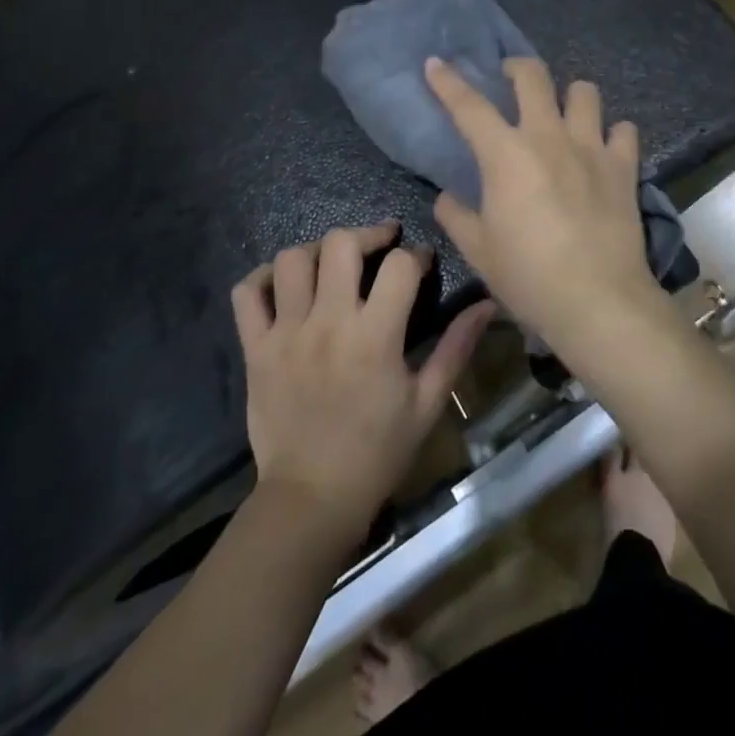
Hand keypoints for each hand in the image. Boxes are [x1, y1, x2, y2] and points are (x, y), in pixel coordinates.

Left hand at [231, 224, 492, 543]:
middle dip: (367, 235)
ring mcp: (286, 333)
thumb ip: (456, 347)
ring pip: (293, 259)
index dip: (416, 255)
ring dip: (317, 251)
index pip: (398, 265)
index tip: (422, 263)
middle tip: (380, 246)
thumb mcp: (427, 402)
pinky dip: (263, 277)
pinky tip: (286, 284)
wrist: (310, 500)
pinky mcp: (255, 350)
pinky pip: (247, 293)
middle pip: (341, 243)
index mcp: (374, 336)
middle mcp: (328, 323)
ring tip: (333, 264)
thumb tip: (487, 304)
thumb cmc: (377, 452)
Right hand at [425, 57, 664, 357]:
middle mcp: (549, 137)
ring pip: (585, 92)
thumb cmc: (529, 276)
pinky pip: (623, 130)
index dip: (448, 81)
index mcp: (507, 155)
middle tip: (509, 79)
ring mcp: (591, 147)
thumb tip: (448, 198)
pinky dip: (613, 133)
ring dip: (570, 96)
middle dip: (516, 67)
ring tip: (564, 113)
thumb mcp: (479, 251)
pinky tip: (605, 148)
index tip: (436, 62)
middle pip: (533, 76)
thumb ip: (457, 216)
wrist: (598, 300)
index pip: (469, 106)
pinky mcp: (623, 166)